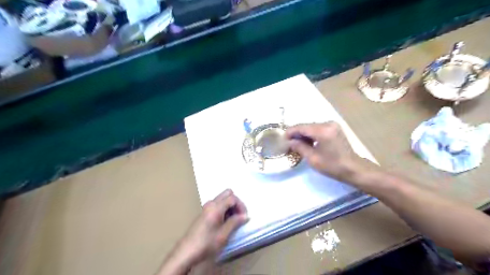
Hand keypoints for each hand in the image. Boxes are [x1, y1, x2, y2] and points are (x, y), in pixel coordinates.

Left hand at [180, 189, 249, 262]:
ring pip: (222, 198)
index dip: (241, 206)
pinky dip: (224, 208)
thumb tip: (245, 216)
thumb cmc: (207, 242)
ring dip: (230, 206)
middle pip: (227, 194)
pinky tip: (224, 222)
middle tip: (239, 215)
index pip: (233, 198)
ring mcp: (206, 207)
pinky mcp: (204, 212)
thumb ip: (235, 222)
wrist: (187, 251)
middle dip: (236, 203)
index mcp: (216, 207)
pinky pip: (217, 204)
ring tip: (233, 220)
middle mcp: (211, 203)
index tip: (244, 217)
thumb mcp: (224, 234)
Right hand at [286, 122, 368, 180]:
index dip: (291, 132)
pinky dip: (311, 134)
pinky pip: (318, 128)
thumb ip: (300, 147)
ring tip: (296, 143)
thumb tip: (290, 142)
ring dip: (303, 134)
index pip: (302, 127)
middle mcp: (328, 124)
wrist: (353, 168)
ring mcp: (332, 125)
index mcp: (323, 131)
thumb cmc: (333, 166)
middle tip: (288, 142)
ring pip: (312, 127)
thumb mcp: (313, 158)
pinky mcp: (334, 128)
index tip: (283, 138)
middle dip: (296, 133)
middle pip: (307, 125)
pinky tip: (307, 142)